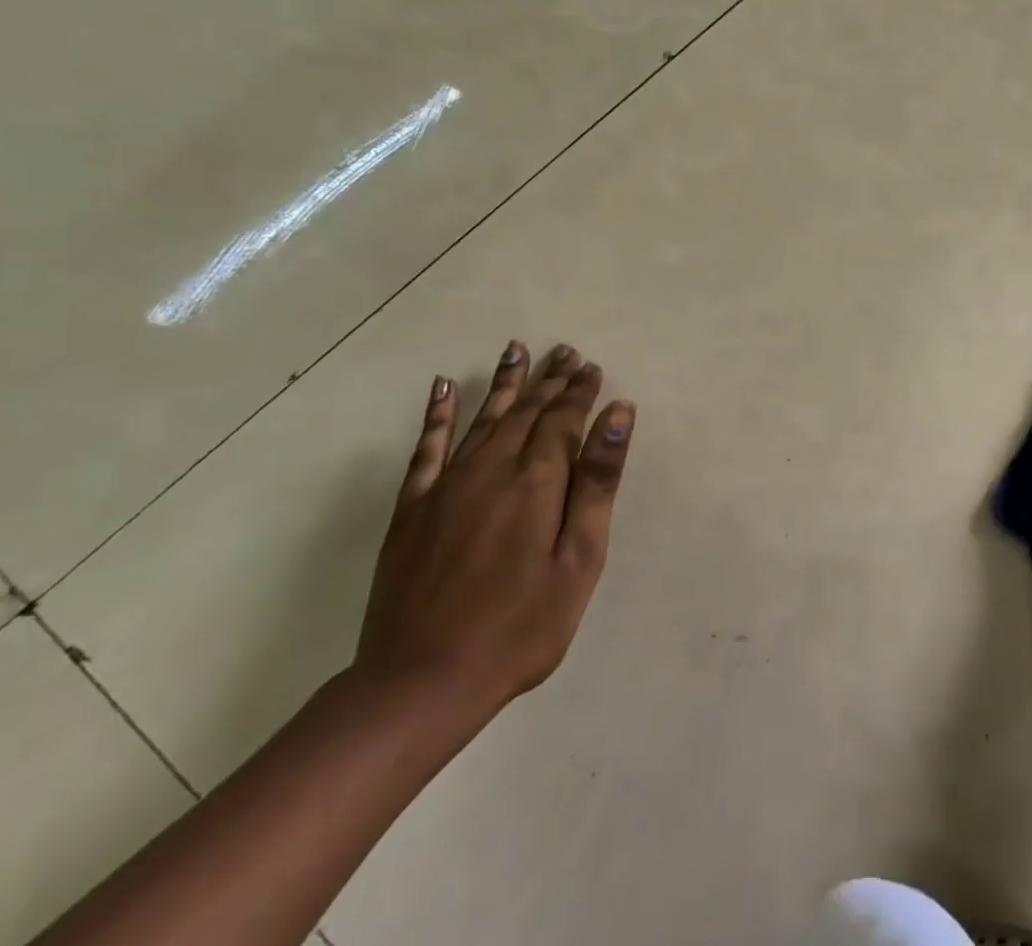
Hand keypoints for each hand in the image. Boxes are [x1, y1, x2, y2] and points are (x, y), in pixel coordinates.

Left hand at [354, 340, 634, 726]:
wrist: (420, 682)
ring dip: (506, 382)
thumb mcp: (579, 559)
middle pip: (527, 411)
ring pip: (484, 417)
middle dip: (550, 380)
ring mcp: (447, 486)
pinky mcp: (413, 508)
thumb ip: (598, 481)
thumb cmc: (520, 626)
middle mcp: (491, 468)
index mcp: (537, 480)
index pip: (564, 419)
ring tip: (519, 349)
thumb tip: (618, 414)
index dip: (580, 392)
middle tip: (566, 351)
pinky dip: (437, 415)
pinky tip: (444, 388)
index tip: (593, 368)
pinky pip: (427, 448)